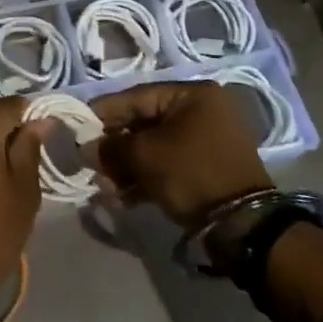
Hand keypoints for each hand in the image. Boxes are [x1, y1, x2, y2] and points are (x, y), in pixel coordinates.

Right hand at [89, 80, 271, 226]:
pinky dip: (148, 177)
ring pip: (156, 146)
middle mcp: (203, 110)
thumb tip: (86, 147)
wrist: (243, 226)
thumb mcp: (145, 157)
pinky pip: (170, 163)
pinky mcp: (209, 166)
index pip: (136, 97)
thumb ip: (111, 147)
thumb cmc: (192, 174)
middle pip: (145, 123)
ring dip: (128, 166)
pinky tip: (125, 196)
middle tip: (92, 164)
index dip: (104, 113)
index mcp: (192, 95)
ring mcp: (209, 139)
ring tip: (106, 187)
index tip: (79, 128)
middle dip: (116, 147)